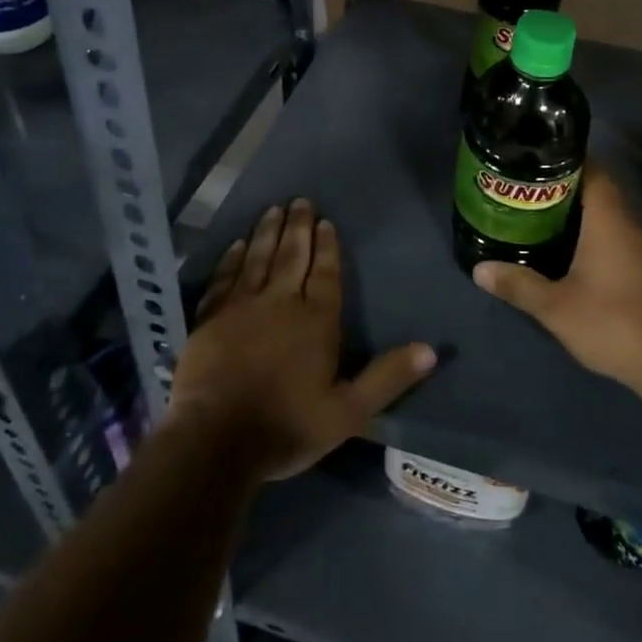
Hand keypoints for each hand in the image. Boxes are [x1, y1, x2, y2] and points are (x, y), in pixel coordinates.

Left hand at [171, 198, 435, 481]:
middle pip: (292, 256)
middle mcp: (281, 302)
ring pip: (258, 258)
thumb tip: (431, 349)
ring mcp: (242, 306)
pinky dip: (232, 259)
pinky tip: (237, 244)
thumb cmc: (287, 427)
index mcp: (317, 321)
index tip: (326, 221)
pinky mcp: (211, 317)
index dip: (327, 246)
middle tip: (300, 201)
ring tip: (273, 209)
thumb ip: (388, 378)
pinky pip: (224, 278)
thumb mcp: (348, 412)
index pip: (326, 274)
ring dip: (267, 232)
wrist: (216, 440)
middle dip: (298, 227)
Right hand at [473, 170, 641, 391]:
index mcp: (609, 220)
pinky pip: (618, 237)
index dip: (566, 161)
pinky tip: (572, 252)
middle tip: (529, 192)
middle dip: (566, 188)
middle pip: (599, 191)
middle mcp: (630, 224)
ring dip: (581, 214)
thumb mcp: (555, 306)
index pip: (593, 171)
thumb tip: (479, 269)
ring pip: (609, 216)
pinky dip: (595, 235)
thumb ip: (518, 284)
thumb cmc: (610, 322)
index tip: (537, 162)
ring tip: (543, 218)